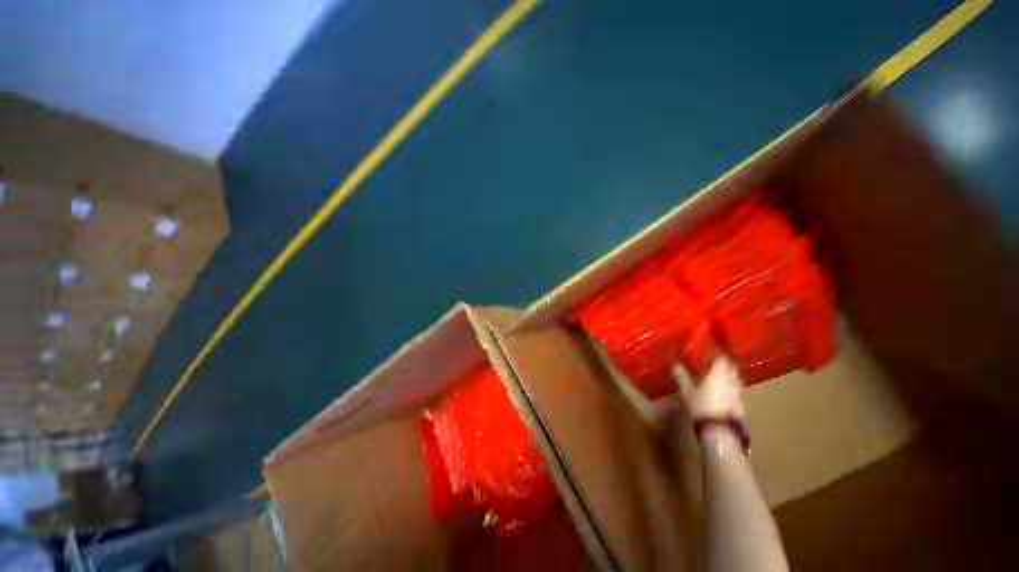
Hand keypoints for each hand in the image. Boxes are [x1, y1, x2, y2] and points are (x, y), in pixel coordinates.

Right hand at [672, 356, 744, 420]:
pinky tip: (722, 392)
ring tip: (717, 376)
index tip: (709, 349)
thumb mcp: (686, 390)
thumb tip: (674, 363)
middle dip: (723, 363)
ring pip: (735, 378)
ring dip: (728, 374)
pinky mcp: (741, 404)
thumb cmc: (701, 406)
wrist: (720, 431)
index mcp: (718, 374)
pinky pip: (736, 389)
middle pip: (731, 367)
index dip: (716, 352)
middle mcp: (731, 380)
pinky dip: (730, 386)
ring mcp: (738, 393)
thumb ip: (681, 375)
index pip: (721, 357)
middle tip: (712, 362)